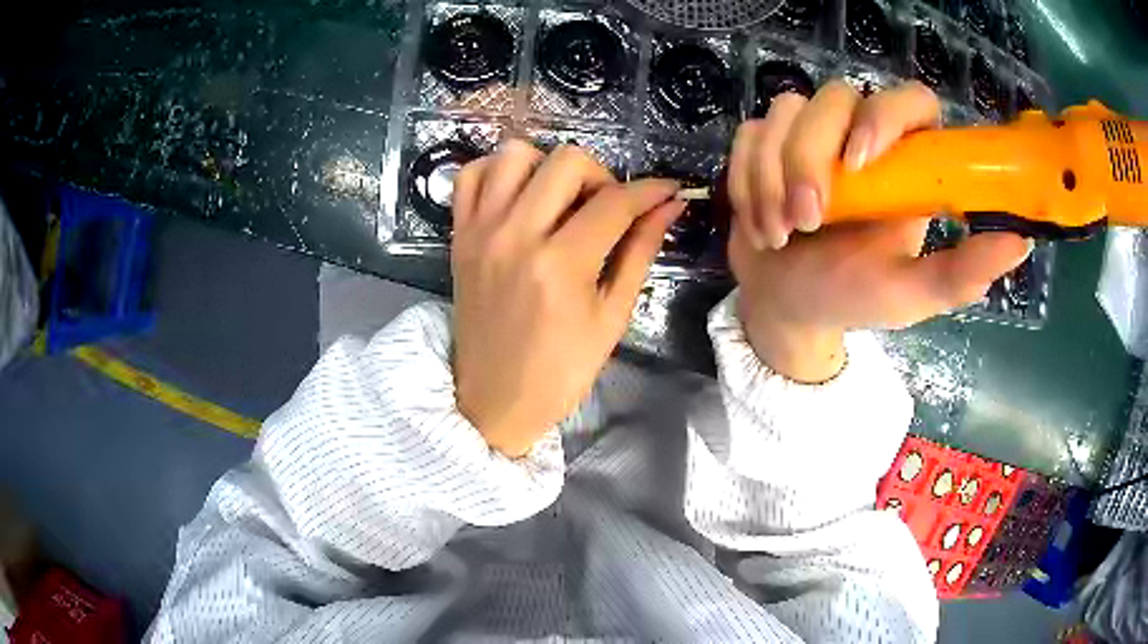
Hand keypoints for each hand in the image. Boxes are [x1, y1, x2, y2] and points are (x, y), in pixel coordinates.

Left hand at [451, 140, 684, 456]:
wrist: (494, 400)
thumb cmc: (560, 371)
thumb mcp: (611, 317)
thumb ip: (639, 253)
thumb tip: (668, 208)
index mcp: (560, 265)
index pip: (615, 202)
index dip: (650, 191)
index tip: (667, 191)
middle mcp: (516, 236)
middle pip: (566, 161)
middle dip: (601, 176)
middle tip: (607, 208)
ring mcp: (480, 231)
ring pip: (516, 154)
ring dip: (549, 166)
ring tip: (561, 200)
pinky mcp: (459, 236)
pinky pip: (471, 175)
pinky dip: (499, 171)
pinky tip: (519, 195)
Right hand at [726, 80, 1031, 382]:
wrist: (787, 307)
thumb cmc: (855, 297)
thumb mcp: (912, 294)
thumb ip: (961, 272)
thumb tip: (1020, 242)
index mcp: (907, 164)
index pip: (911, 101)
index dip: (886, 116)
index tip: (862, 162)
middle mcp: (861, 136)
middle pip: (835, 96)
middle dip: (811, 157)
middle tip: (808, 220)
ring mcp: (811, 135)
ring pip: (785, 111)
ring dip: (773, 177)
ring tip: (781, 233)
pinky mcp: (767, 143)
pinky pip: (750, 135)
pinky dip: (748, 181)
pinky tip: (760, 223)